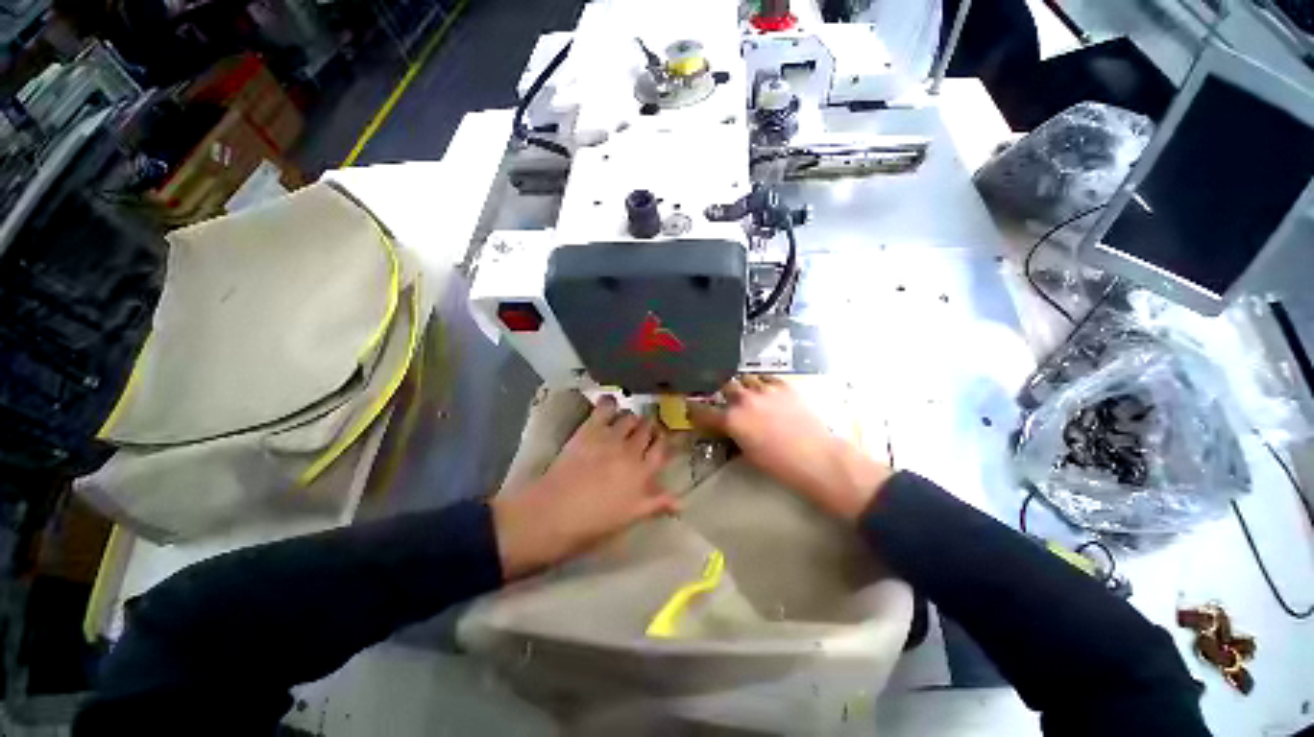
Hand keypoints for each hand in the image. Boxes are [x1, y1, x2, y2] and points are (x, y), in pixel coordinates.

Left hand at [490, 396, 677, 579]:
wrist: (553, 514)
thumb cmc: (593, 524)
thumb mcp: (630, 517)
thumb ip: (656, 504)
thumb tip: (681, 502)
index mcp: (643, 473)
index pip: (662, 449)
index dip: (664, 442)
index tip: (661, 441)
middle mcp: (631, 450)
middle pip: (648, 429)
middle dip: (649, 427)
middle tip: (643, 431)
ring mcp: (610, 438)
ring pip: (630, 417)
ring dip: (631, 418)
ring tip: (626, 421)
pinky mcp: (590, 430)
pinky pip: (606, 408)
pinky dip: (610, 402)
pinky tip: (610, 402)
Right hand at [688, 376, 891, 521]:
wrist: (816, 457)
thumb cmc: (779, 464)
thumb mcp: (747, 453)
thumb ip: (733, 434)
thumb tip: (728, 427)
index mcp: (731, 420)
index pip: (703, 411)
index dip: (695, 409)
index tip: (692, 407)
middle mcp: (744, 400)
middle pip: (725, 387)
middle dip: (724, 393)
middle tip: (728, 400)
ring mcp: (764, 389)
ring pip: (745, 379)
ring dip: (744, 386)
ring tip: (749, 393)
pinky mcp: (784, 385)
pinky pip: (766, 378)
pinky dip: (762, 384)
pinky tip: (766, 391)